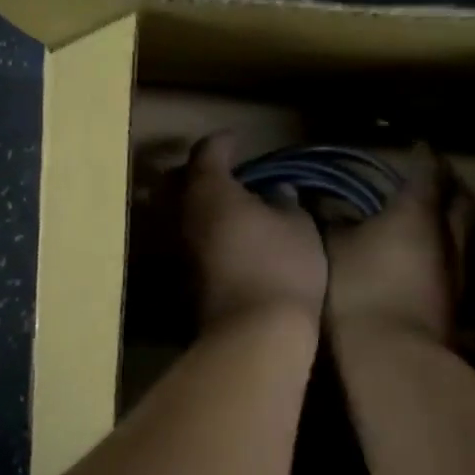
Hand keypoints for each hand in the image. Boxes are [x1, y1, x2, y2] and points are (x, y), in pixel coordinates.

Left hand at [182, 133, 327, 328]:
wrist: (254, 335)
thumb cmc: (280, 266)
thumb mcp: (298, 225)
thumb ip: (286, 201)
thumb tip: (278, 192)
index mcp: (210, 190)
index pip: (207, 152)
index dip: (222, 142)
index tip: (237, 140)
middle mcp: (184, 214)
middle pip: (176, 181)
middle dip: (195, 171)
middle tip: (223, 171)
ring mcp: (178, 249)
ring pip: (178, 213)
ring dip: (198, 204)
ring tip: (228, 206)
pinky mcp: (183, 278)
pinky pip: (188, 241)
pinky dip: (202, 231)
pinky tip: (226, 238)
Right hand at [324, 150, 473, 344]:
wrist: (393, 362)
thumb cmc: (357, 292)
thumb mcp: (331, 250)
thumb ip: (330, 222)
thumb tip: (320, 201)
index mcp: (416, 215)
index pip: (428, 173)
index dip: (424, 158)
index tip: (419, 146)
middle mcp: (450, 239)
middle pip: (464, 204)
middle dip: (454, 190)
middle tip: (440, 184)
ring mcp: (464, 277)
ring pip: (473, 240)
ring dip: (462, 227)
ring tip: (446, 225)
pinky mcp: (465, 311)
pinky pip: (469, 275)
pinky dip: (458, 266)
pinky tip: (443, 273)